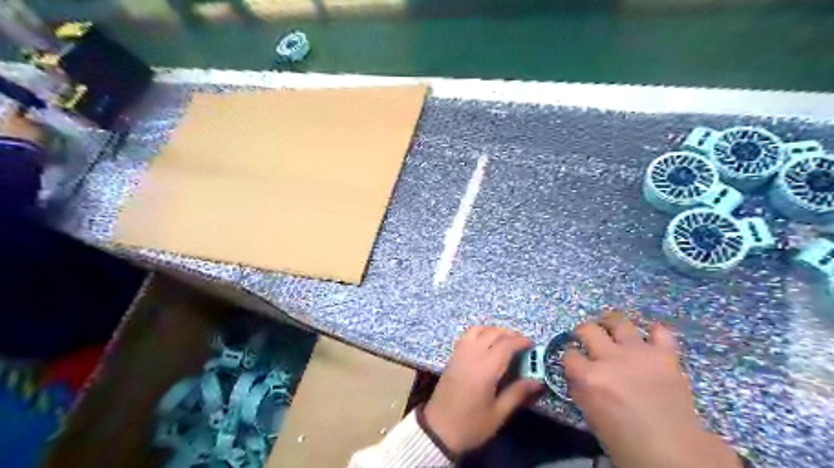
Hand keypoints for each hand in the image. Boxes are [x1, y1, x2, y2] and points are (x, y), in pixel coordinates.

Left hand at [426, 327, 543, 453]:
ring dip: (493, 330)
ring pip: (478, 330)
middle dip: (509, 333)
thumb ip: (517, 393)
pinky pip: (467, 335)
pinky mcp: (452, 357)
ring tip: (505, 340)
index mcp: (485, 369)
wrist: (438, 430)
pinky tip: (486, 343)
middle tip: (522, 342)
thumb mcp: (498, 413)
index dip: (521, 341)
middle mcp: (472, 355)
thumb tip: (537, 381)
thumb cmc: (471, 425)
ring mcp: (460, 354)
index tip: (532, 344)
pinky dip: (480, 333)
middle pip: (492, 333)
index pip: (506, 345)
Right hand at [563, 315, 738, 466]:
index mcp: (590, 377)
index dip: (569, 355)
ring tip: (610, 326)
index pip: (569, 354)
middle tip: (586, 338)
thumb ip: (582, 390)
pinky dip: (653, 332)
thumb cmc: (627, 441)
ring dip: (610, 322)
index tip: (573, 359)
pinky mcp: (664, 355)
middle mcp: (610, 359)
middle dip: (582, 332)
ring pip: (618, 322)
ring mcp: (638, 353)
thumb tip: (579, 376)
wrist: (674, 451)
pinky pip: (659, 332)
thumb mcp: (591, 417)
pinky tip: (648, 336)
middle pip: (587, 329)